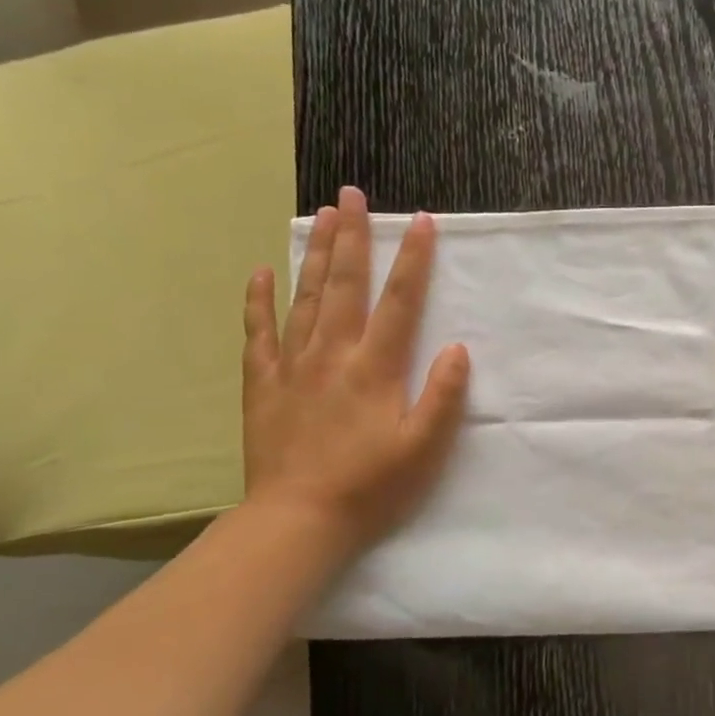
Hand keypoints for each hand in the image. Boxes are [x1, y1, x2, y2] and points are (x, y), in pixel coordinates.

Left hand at [242, 186, 469, 552]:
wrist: (297, 521)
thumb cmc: (371, 487)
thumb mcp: (424, 448)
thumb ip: (442, 396)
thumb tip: (455, 348)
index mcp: (375, 368)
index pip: (400, 302)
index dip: (414, 261)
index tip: (422, 222)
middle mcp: (332, 355)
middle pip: (344, 285)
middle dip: (352, 236)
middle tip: (352, 194)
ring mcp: (292, 366)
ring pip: (304, 298)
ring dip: (314, 254)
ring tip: (320, 215)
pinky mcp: (263, 384)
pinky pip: (259, 333)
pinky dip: (259, 301)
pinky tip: (261, 273)